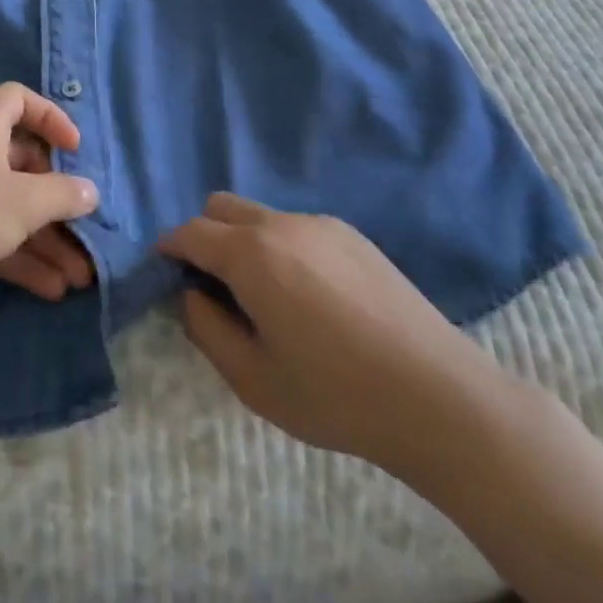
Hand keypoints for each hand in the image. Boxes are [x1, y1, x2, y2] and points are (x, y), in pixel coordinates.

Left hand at [0, 84, 100, 320]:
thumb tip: (90, 191)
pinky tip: (50, 289)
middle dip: (57, 198)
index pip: (19, 99)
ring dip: (45, 239)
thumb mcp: (22, 201)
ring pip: (10, 207)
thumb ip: (62, 195)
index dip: (50, 116)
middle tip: (86, 228)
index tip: (74, 148)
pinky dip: (20, 257)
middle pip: (21, 162)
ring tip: (80, 277)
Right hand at [158, 193, 506, 486]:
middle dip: (205, 235)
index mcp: (250, 254)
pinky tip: (312, 298)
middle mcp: (280, 223)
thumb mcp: (253, 380)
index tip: (165, 270)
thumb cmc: (335, 395)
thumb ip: (207, 329)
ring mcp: (320, 223)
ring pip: (261, 216)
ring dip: (246, 242)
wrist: (437, 396)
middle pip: (222, 207)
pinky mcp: (352, 235)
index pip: (191, 232)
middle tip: (215, 286)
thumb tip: (191, 295)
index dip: (170, 248)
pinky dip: (283, 248)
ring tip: (269, 298)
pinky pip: (298, 228)